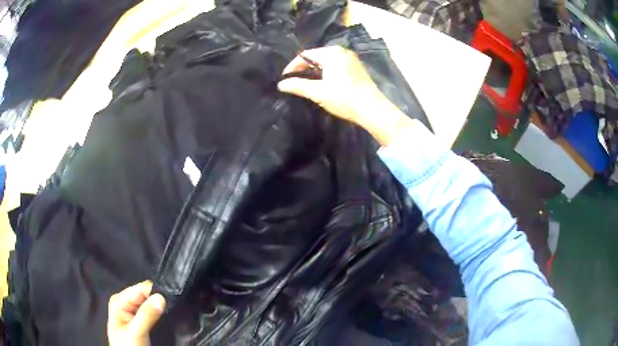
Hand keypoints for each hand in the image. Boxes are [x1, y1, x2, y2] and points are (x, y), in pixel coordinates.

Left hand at [107, 281, 165, 345]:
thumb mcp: (136, 333)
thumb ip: (146, 315)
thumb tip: (160, 298)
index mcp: (119, 301)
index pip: (141, 288)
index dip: (156, 294)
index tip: (167, 303)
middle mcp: (124, 303)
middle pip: (146, 295)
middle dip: (157, 302)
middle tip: (165, 313)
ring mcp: (131, 312)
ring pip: (150, 304)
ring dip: (158, 309)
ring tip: (163, 318)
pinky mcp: (139, 320)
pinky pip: (151, 312)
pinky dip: (158, 315)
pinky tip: (160, 321)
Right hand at [278, 46, 415, 145]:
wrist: (372, 109)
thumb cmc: (344, 98)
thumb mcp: (318, 92)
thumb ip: (298, 86)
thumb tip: (281, 85)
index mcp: (332, 53)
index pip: (305, 55)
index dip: (292, 66)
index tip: (284, 78)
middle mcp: (342, 51)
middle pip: (316, 56)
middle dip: (303, 68)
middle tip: (294, 80)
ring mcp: (351, 58)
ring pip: (326, 61)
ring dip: (315, 70)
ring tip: (306, 83)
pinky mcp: (357, 67)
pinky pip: (336, 65)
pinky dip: (326, 71)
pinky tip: (323, 83)